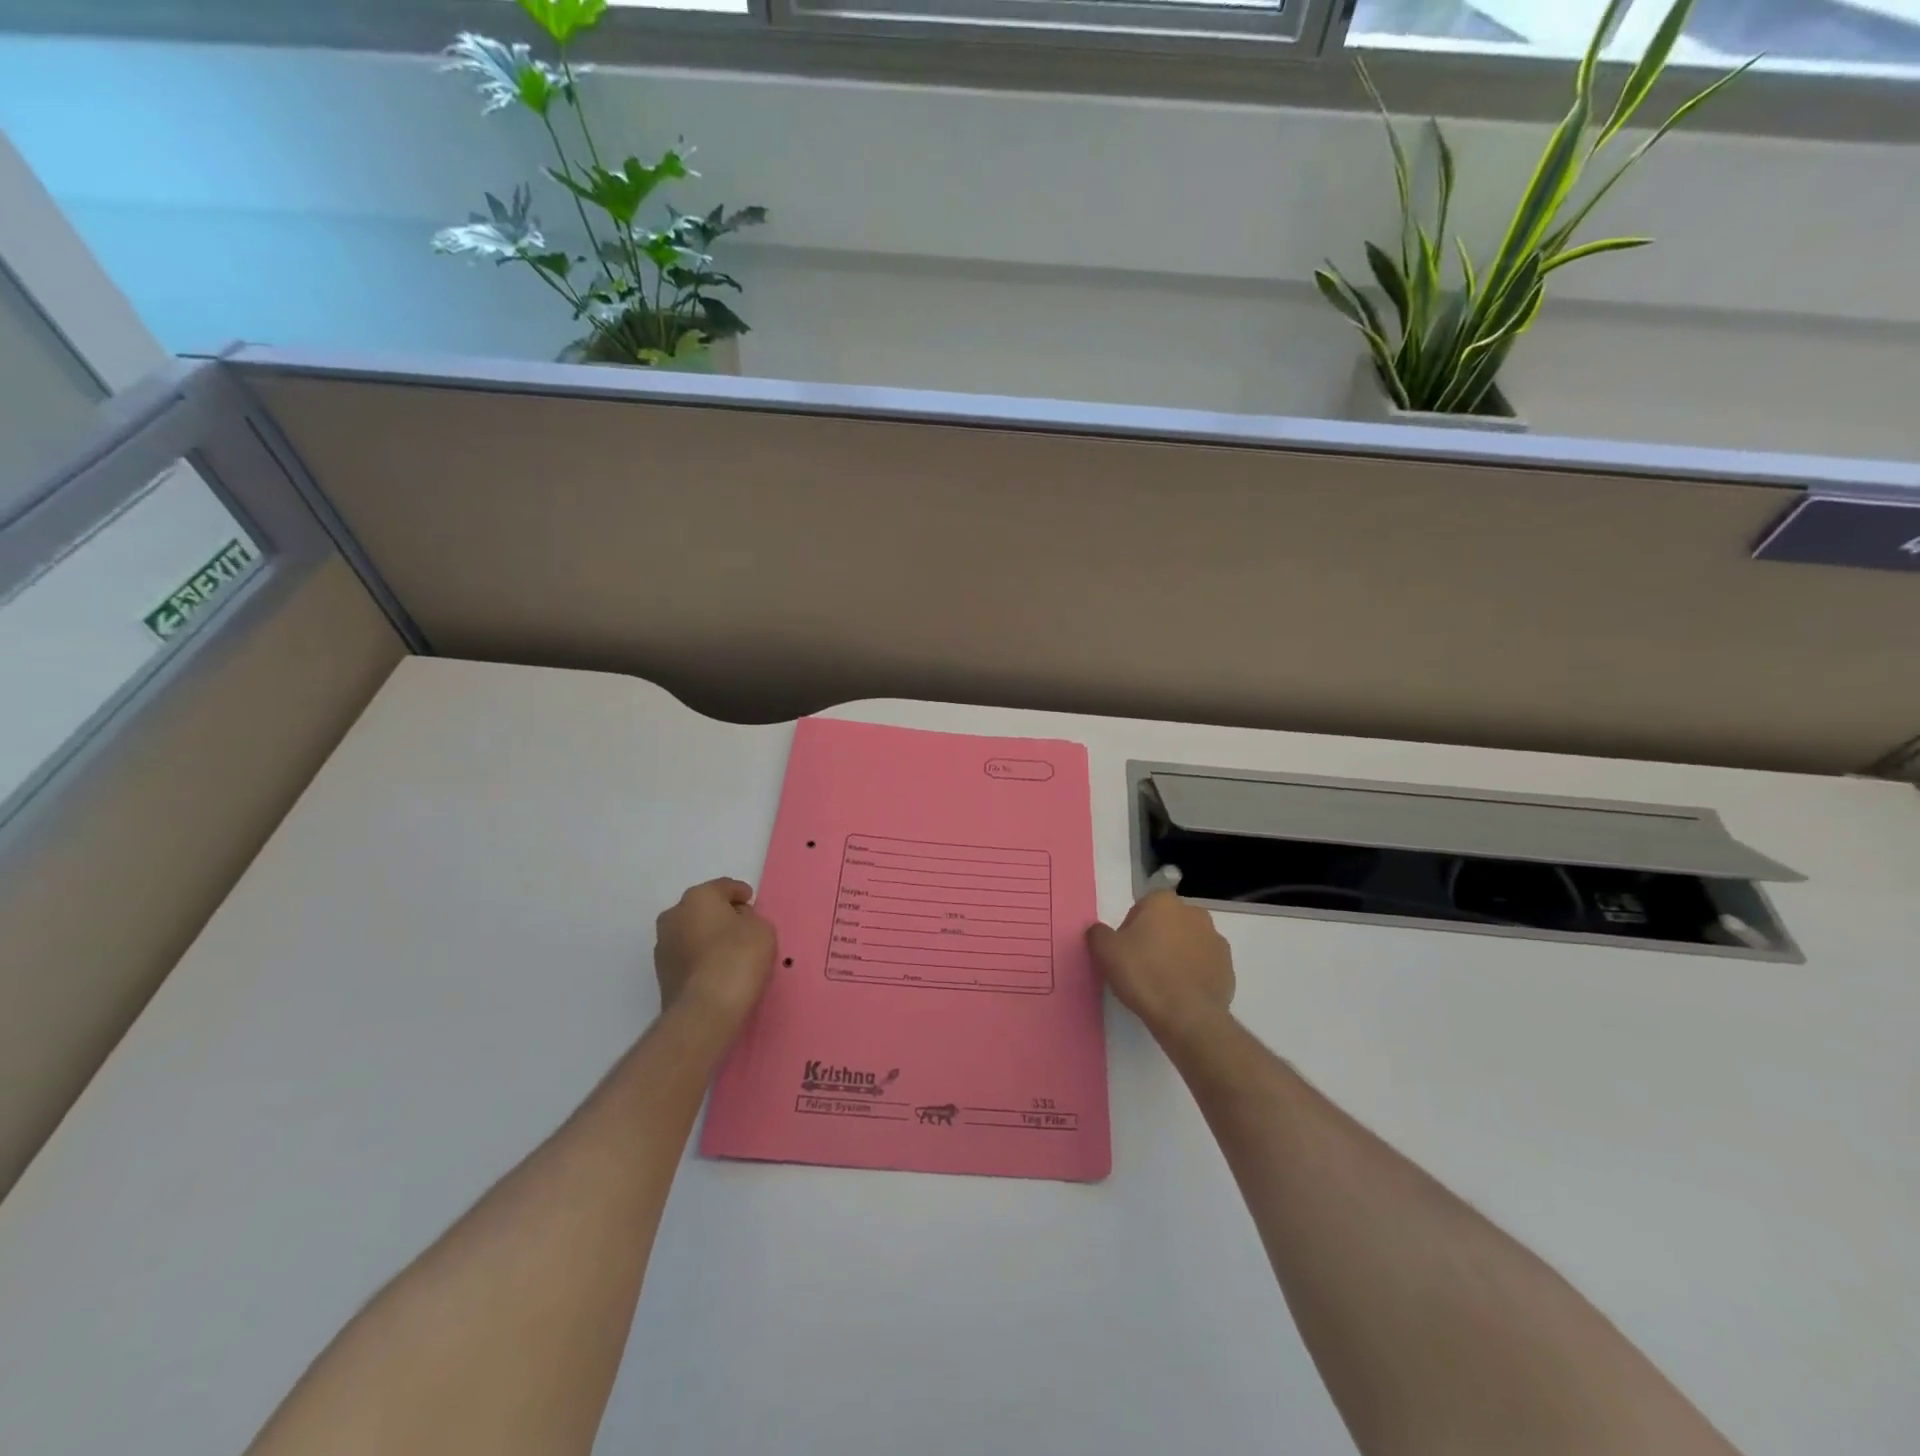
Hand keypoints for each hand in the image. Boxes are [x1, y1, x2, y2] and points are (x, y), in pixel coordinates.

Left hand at [654, 879, 777, 1033]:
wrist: (705, 1010)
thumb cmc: (738, 958)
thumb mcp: (762, 929)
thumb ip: (751, 919)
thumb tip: (738, 922)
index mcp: (698, 897)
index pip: (723, 886)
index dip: (741, 893)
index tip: (752, 902)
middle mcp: (674, 916)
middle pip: (703, 908)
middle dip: (721, 915)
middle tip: (742, 927)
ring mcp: (663, 946)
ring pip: (692, 933)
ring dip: (708, 938)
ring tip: (730, 952)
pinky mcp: (661, 975)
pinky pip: (687, 956)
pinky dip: (701, 958)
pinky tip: (717, 970)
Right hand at [1086, 891, 1234, 1037]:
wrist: (1186, 1016)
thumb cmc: (1143, 974)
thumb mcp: (1105, 951)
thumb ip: (1098, 933)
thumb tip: (1099, 931)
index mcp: (1164, 902)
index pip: (1143, 906)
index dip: (1132, 927)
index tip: (1126, 950)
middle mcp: (1194, 913)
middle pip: (1168, 922)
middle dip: (1158, 938)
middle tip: (1142, 966)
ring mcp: (1216, 940)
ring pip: (1189, 942)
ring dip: (1178, 955)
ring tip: (1163, 983)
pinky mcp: (1228, 967)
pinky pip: (1204, 965)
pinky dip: (1194, 974)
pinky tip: (1181, 993)